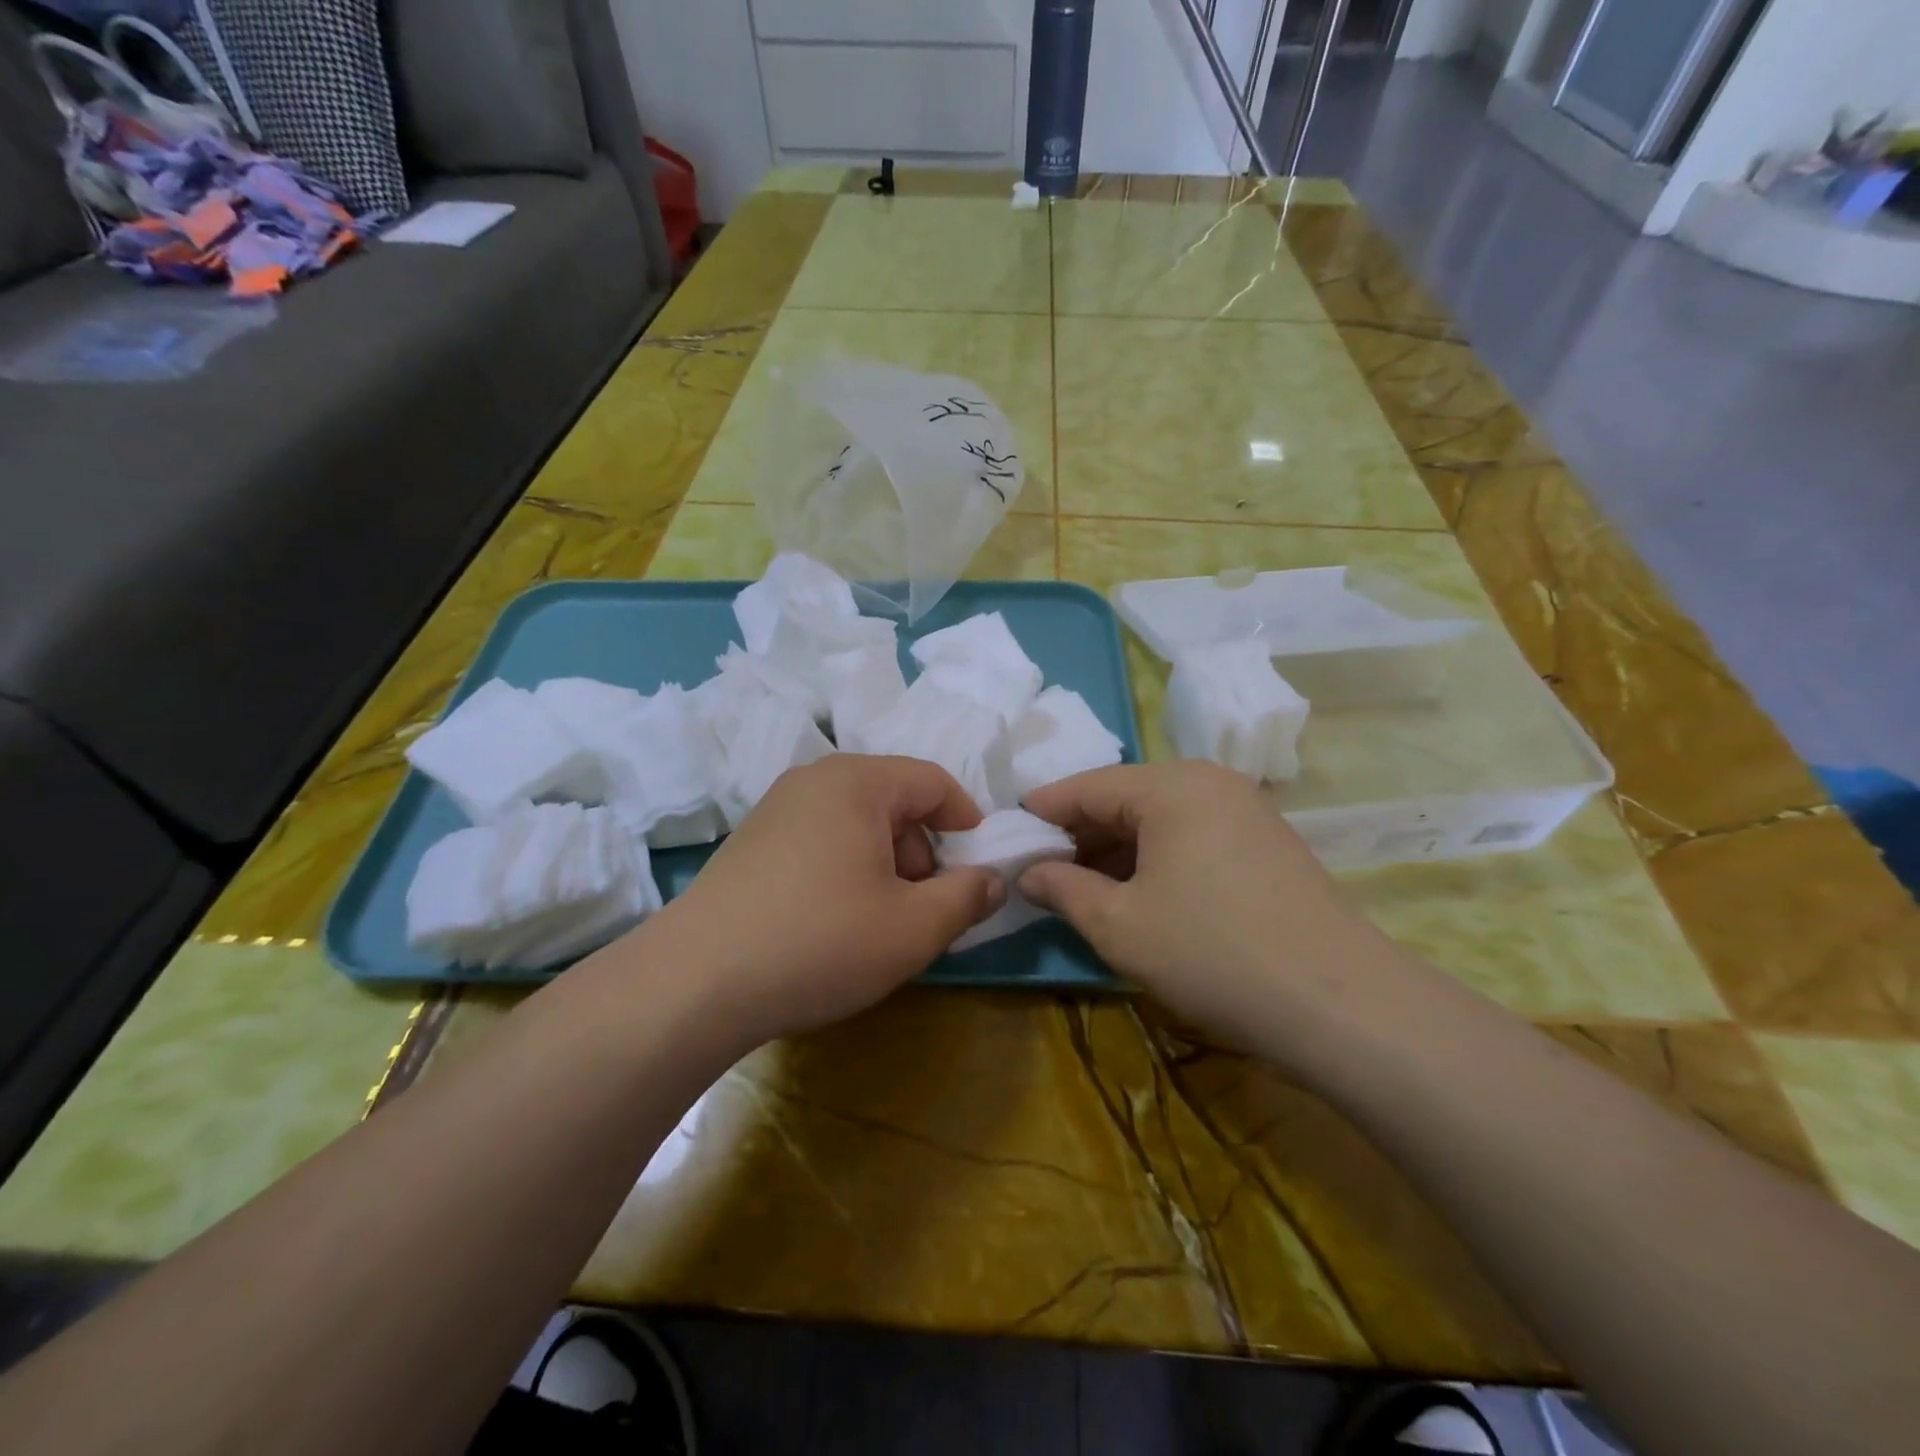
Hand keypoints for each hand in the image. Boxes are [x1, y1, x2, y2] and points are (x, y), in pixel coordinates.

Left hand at [648, 755, 1004, 1045]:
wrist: (695, 983)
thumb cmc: (820, 941)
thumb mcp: (914, 927)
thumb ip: (968, 897)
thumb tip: (992, 879)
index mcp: (858, 781)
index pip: (934, 782)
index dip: (967, 822)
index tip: (977, 868)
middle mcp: (814, 780)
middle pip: (895, 802)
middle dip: (922, 853)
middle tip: (922, 910)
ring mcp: (775, 809)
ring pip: (857, 825)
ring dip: (884, 867)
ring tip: (876, 924)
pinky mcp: (750, 842)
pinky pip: (820, 841)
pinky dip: (844, 871)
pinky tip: (831, 923)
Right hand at [1020, 763, 1403, 1057]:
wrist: (1340, 1005)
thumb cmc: (1212, 953)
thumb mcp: (1119, 925)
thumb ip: (1063, 889)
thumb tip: (1028, 873)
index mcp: (1171, 785)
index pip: (1088, 786)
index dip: (1043, 811)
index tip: (1007, 834)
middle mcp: (1210, 782)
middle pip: (1125, 798)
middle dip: (1080, 834)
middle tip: (1040, 869)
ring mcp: (1246, 811)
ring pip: (1160, 820)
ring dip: (1117, 851)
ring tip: (1081, 888)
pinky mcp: (1267, 844)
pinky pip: (1192, 838)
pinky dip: (1156, 860)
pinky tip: (1137, 895)